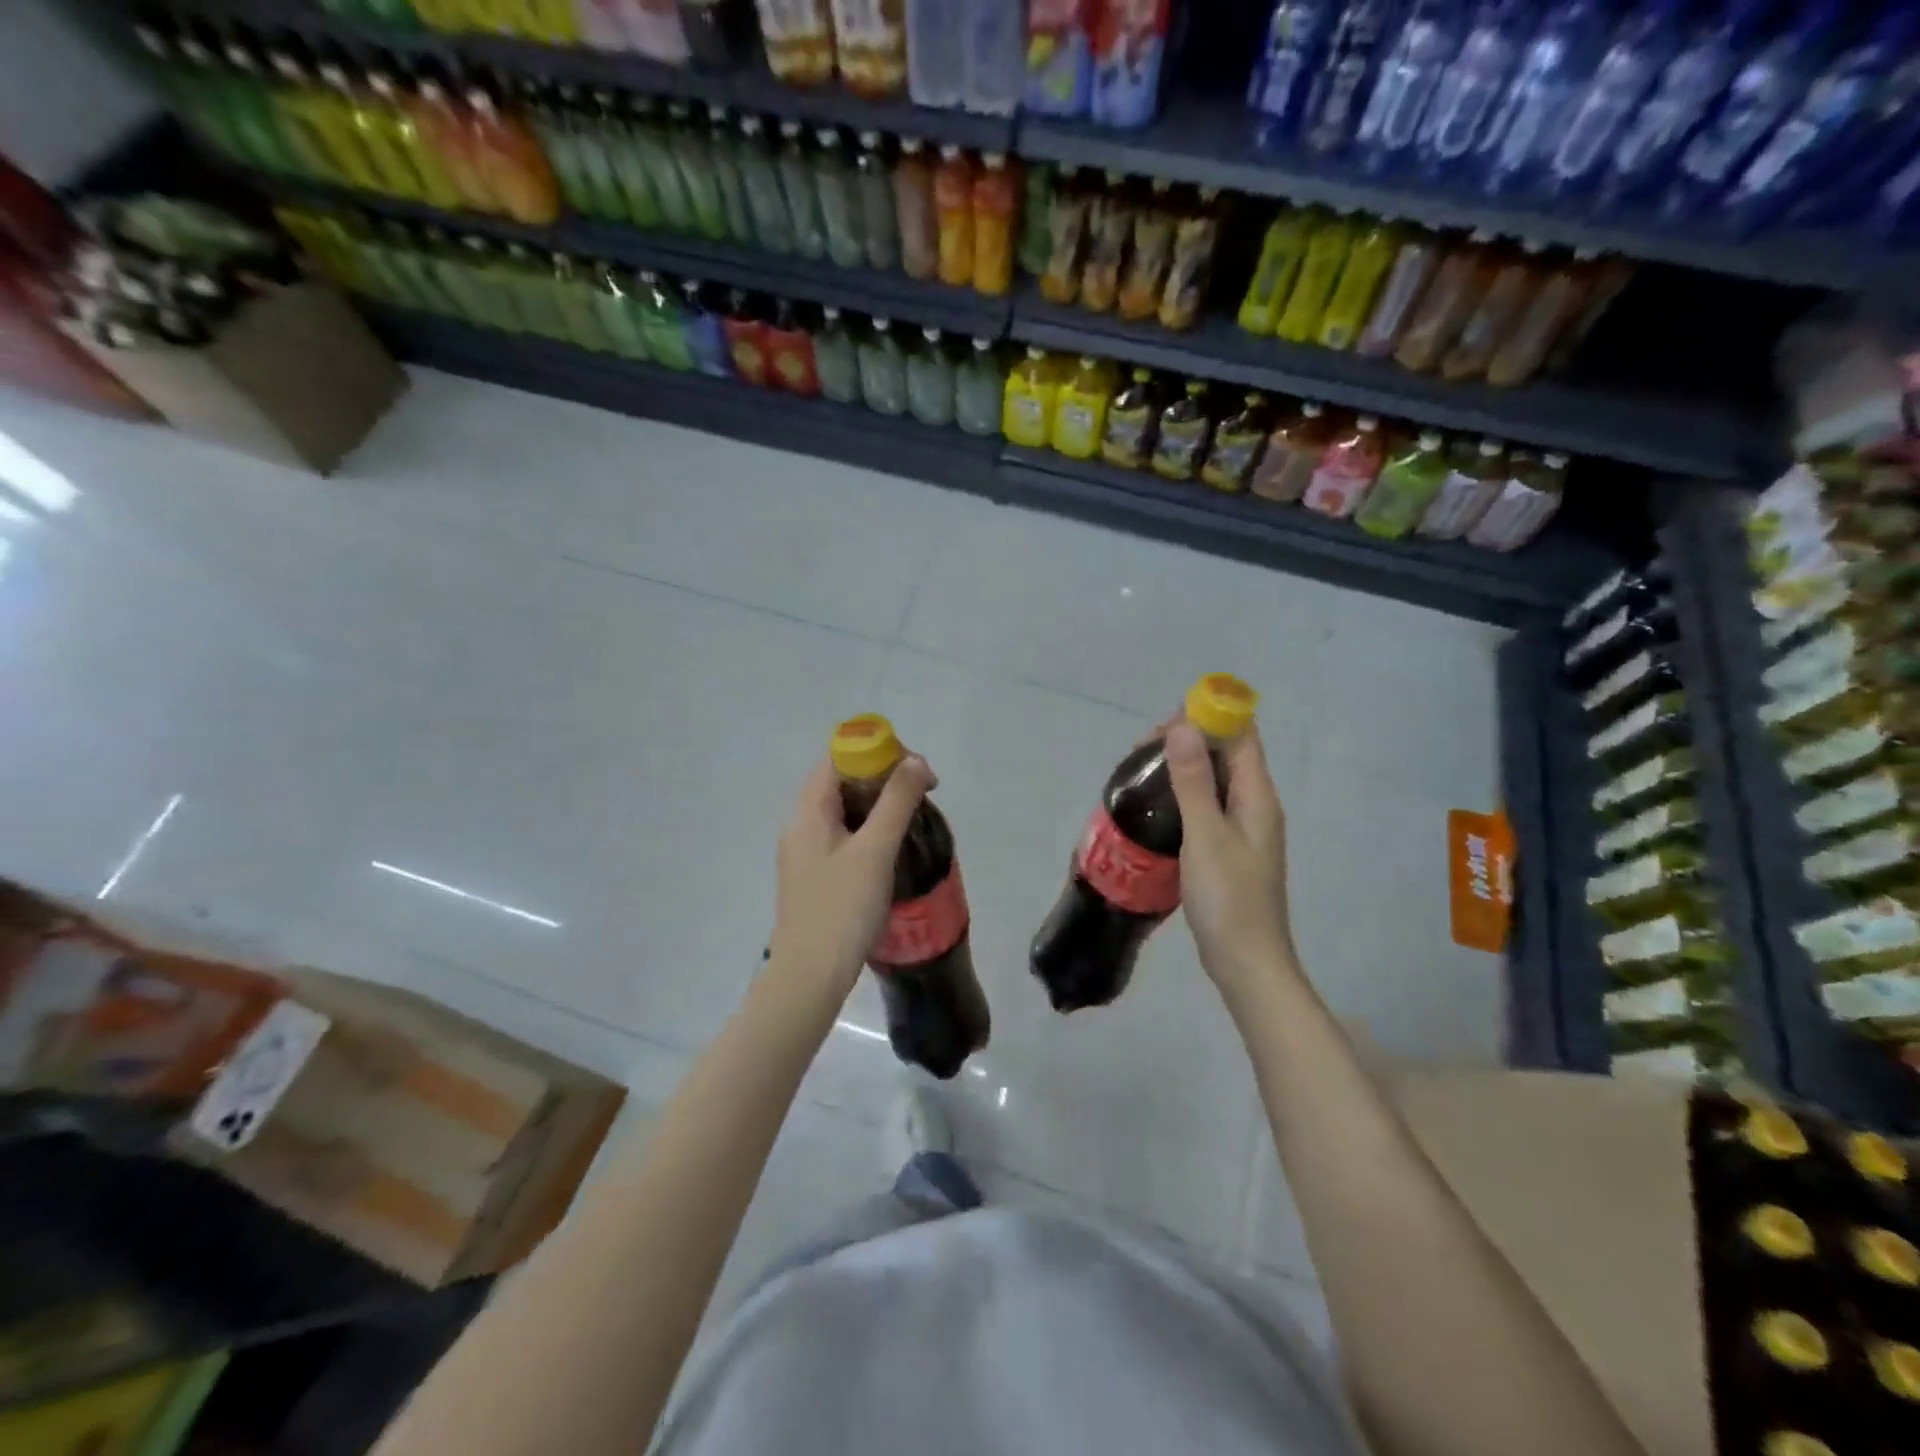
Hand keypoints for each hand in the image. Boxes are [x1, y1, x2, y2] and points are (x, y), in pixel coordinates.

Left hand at [767, 754, 933, 993]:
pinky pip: (843, 835)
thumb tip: (916, 761)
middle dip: (883, 778)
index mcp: (808, 810)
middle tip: (921, 794)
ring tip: (912, 819)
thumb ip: (896, 802)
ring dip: (879, 805)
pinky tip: (892, 848)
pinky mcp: (815, 875)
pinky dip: (869, 829)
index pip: (838, 757)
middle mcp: (801, 824)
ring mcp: (806, 851)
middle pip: (841, 780)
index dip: (877, 752)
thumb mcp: (875, 850)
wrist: (810, 977)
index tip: (915, 771)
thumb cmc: (842, 908)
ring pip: (844, 809)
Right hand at [1164, 722, 1298, 995]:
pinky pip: (1206, 806)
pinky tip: (1155, 806)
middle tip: (1142, 748)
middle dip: (1190, 739)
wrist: (1246, 962)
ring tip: (1141, 770)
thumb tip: (1183, 726)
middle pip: (1227, 755)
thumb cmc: (1228, 898)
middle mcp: (1255, 806)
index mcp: (1257, 797)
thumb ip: (1193, 781)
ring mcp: (1243, 829)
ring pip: (1214, 781)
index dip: (1211, 716)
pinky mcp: (1228, 849)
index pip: (1242, 736)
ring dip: (1183, 767)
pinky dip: (1183, 795)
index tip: (1166, 719)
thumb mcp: (1205, 835)